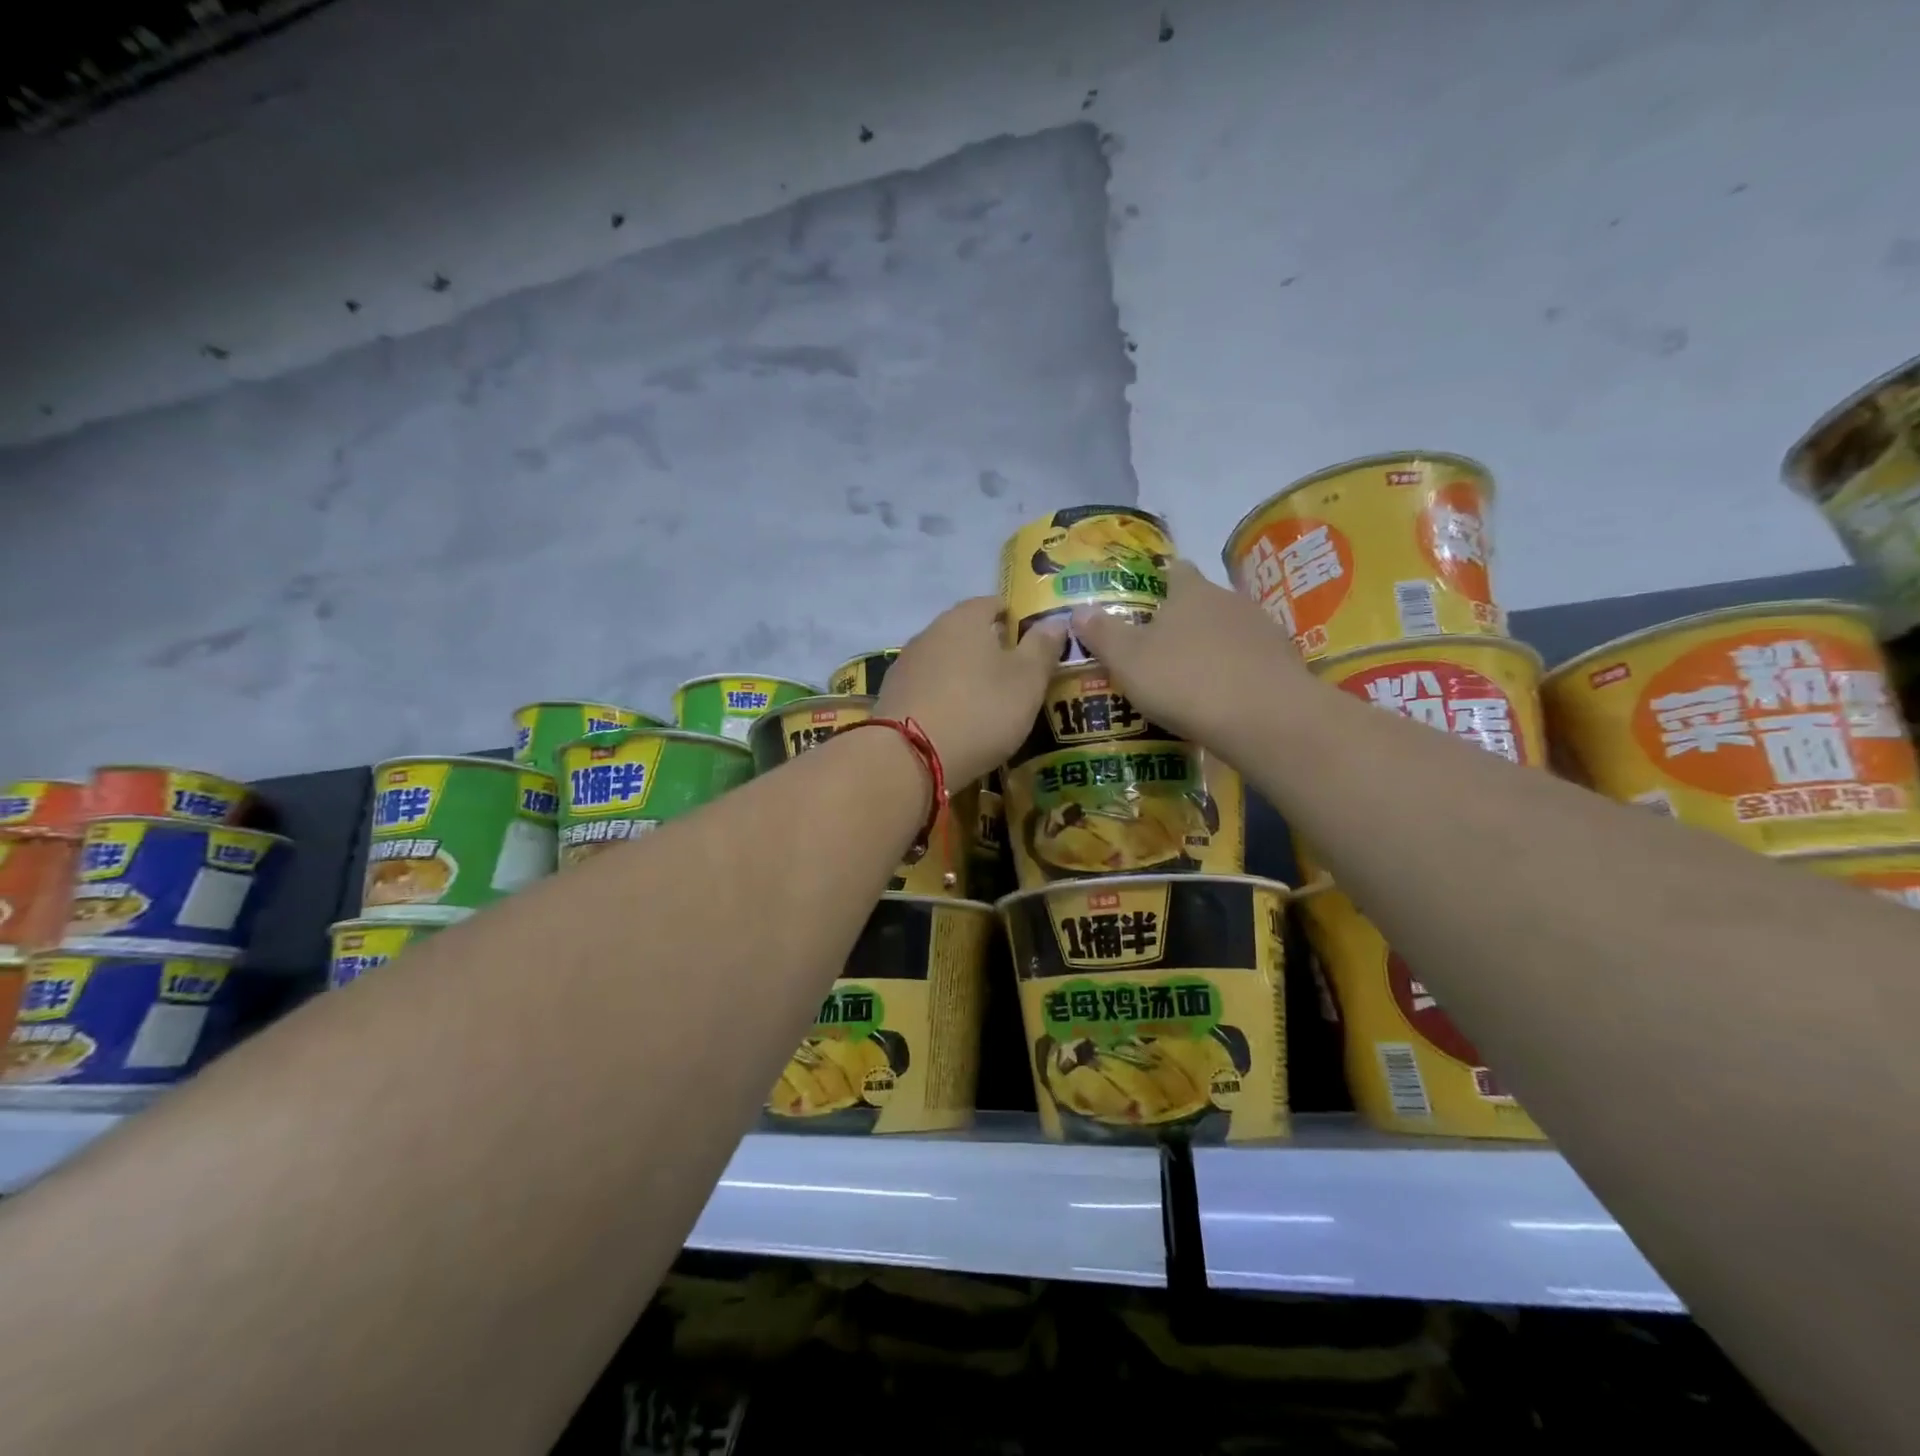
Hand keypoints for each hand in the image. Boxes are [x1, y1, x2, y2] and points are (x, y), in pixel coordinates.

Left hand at [875, 598, 1066, 785]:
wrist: (909, 757)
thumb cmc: (979, 711)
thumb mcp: (1027, 681)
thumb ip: (1042, 648)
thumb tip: (1056, 621)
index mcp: (965, 619)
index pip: (993, 603)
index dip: (1014, 618)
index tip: (1032, 642)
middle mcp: (930, 632)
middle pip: (965, 632)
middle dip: (988, 649)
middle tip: (1014, 676)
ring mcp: (906, 664)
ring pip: (944, 661)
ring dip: (963, 675)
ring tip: (985, 702)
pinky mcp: (892, 696)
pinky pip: (927, 688)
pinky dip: (943, 697)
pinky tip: (955, 721)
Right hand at [1071, 559, 1310, 746]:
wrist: (1265, 717)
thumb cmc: (1185, 680)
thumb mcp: (1128, 660)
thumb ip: (1102, 634)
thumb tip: (1078, 610)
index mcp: (1189, 591)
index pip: (1174, 570)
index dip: (1159, 582)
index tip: (1144, 604)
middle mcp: (1228, 599)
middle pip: (1202, 602)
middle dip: (1182, 621)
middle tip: (1157, 651)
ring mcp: (1262, 629)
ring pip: (1228, 631)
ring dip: (1211, 648)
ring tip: (1190, 680)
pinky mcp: (1284, 660)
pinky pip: (1250, 660)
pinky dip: (1235, 672)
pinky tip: (1223, 698)